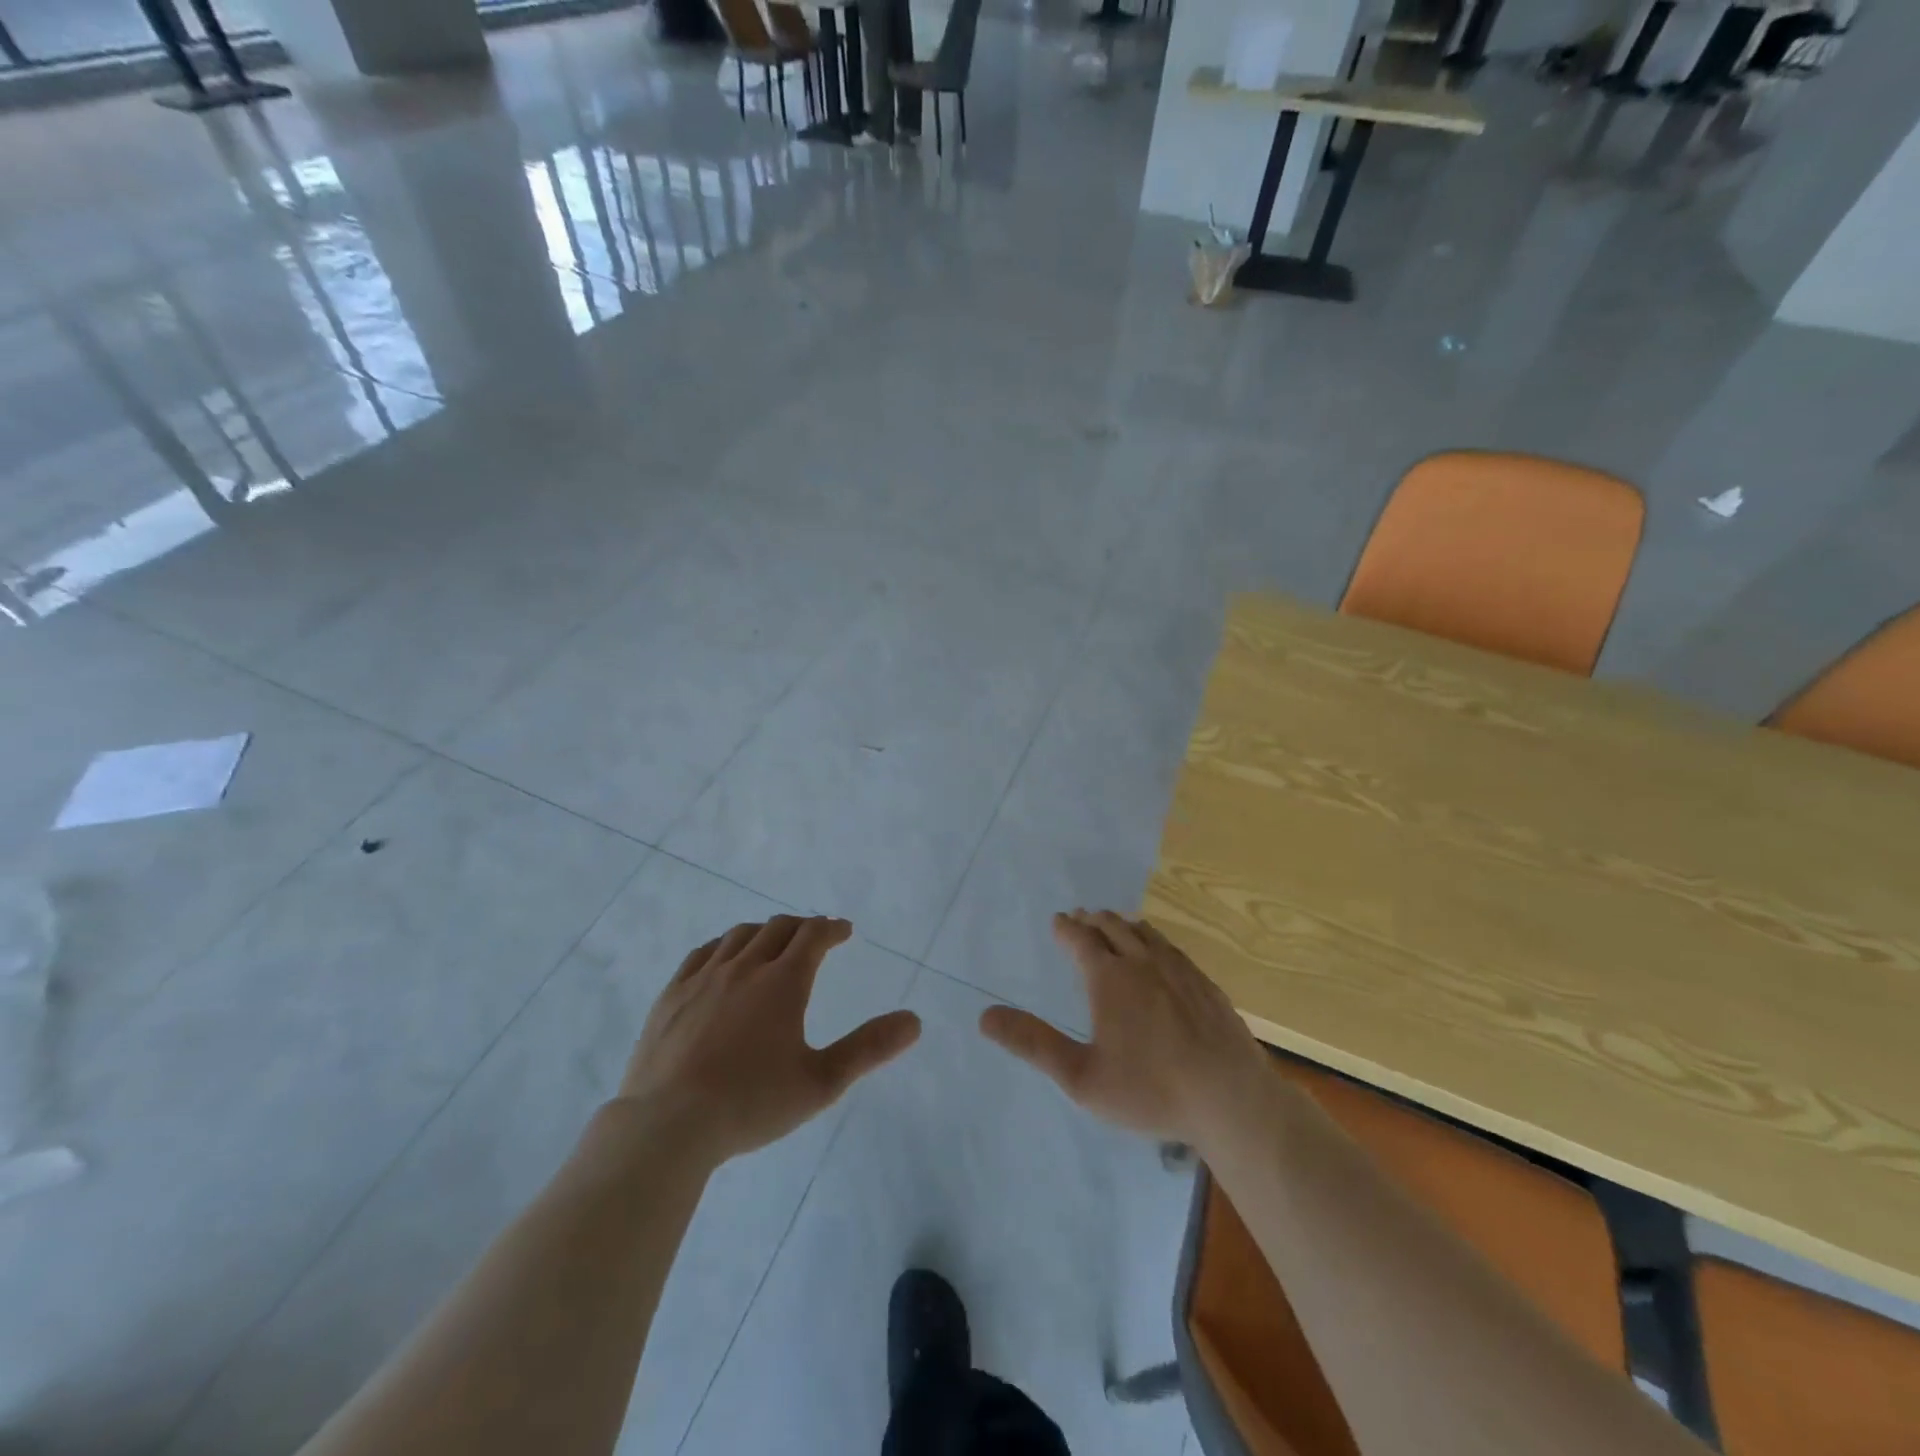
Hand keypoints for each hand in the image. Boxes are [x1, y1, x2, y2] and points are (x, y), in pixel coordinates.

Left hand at [617, 916, 920, 1164]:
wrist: (667, 1125)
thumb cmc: (751, 1103)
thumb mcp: (821, 1082)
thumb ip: (869, 1049)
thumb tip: (914, 1021)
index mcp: (783, 982)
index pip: (813, 936)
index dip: (831, 928)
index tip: (843, 931)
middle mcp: (745, 967)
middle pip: (777, 928)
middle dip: (801, 927)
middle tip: (814, 936)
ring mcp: (703, 977)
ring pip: (739, 936)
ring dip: (764, 932)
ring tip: (773, 943)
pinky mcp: (672, 994)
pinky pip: (702, 953)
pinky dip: (723, 945)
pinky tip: (723, 958)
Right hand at [979, 909, 1268, 1145]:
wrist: (1231, 1099)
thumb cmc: (1150, 1089)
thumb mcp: (1081, 1077)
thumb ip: (1033, 1044)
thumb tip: (984, 1016)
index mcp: (1109, 978)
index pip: (1080, 940)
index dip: (1065, 928)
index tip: (1058, 920)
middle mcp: (1143, 962)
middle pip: (1113, 928)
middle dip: (1093, 921)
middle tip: (1081, 918)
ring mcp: (1179, 970)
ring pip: (1145, 933)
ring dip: (1123, 925)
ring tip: (1115, 926)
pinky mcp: (1205, 984)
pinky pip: (1172, 948)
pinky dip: (1154, 940)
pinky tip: (1160, 954)